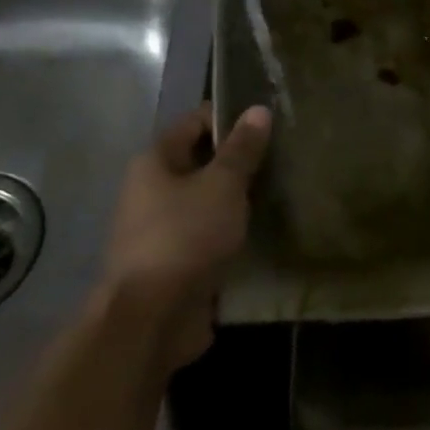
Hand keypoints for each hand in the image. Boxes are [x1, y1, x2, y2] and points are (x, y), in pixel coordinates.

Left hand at [101, 104, 270, 370]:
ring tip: (277, 194)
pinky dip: (228, 233)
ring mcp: (158, 230)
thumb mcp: (222, 185)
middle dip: (237, 162)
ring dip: (234, 200)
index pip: (195, 122)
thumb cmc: (185, 237)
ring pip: (204, 202)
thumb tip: (258, 109)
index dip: (230, 118)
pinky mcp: (171, 264)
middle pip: (199, 162)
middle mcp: (149, 190)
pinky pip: (205, 236)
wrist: (151, 320)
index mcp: (154, 161)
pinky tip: (260, 233)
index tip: (268, 125)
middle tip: (280, 160)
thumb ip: (241, 149)